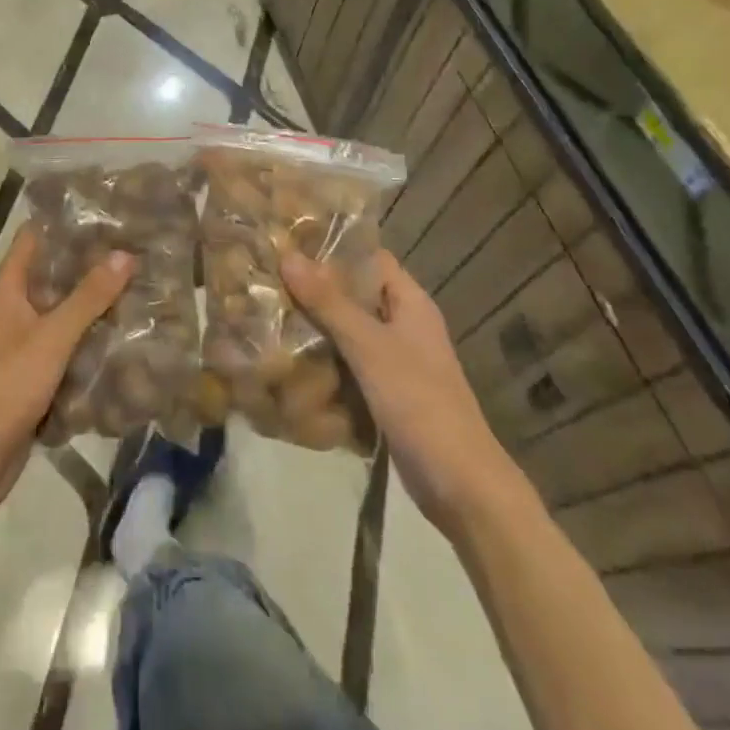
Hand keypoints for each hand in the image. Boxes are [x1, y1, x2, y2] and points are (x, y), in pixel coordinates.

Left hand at [0, 224, 131, 506]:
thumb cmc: (7, 385)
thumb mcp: (52, 337)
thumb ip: (88, 297)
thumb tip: (124, 254)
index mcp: (7, 288)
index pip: (34, 236)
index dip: (65, 220)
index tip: (105, 212)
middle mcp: (11, 307)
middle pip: (52, 272)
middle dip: (89, 263)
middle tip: (133, 248)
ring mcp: (19, 340)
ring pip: (60, 309)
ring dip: (91, 302)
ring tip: (135, 285)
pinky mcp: (30, 370)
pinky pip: (62, 343)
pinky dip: (86, 336)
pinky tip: (120, 334)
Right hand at [282, 248, 511, 527]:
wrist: (461, 486)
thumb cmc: (419, 402)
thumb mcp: (369, 346)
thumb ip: (328, 302)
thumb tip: (287, 256)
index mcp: (410, 302)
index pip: (369, 257)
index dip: (332, 248)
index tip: (288, 244)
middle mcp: (404, 324)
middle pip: (355, 295)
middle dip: (315, 291)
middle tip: (269, 282)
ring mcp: (397, 361)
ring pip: (349, 331)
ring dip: (316, 328)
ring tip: (269, 316)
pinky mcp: (387, 393)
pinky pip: (350, 365)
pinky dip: (325, 361)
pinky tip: (290, 361)